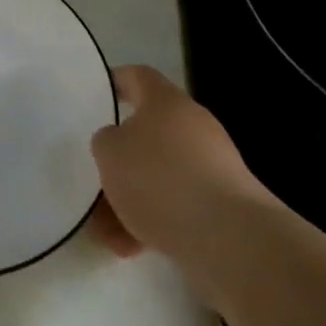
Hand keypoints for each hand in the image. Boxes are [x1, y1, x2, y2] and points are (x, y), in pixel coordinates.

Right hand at [88, 65, 277, 290]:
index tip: (97, 95)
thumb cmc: (161, 179)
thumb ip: (105, 142)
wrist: (230, 238)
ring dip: (132, 200)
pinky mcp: (223, 207)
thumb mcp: (110, 153)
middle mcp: (192, 126)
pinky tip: (130, 248)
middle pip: (147, 134)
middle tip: (95, 181)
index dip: (116, 82)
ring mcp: (212, 167)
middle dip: (120, 161)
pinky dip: (153, 223)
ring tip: (104, 231)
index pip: (138, 77)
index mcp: (166, 101)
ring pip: (160, 176)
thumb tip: (118, 144)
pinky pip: (178, 207)